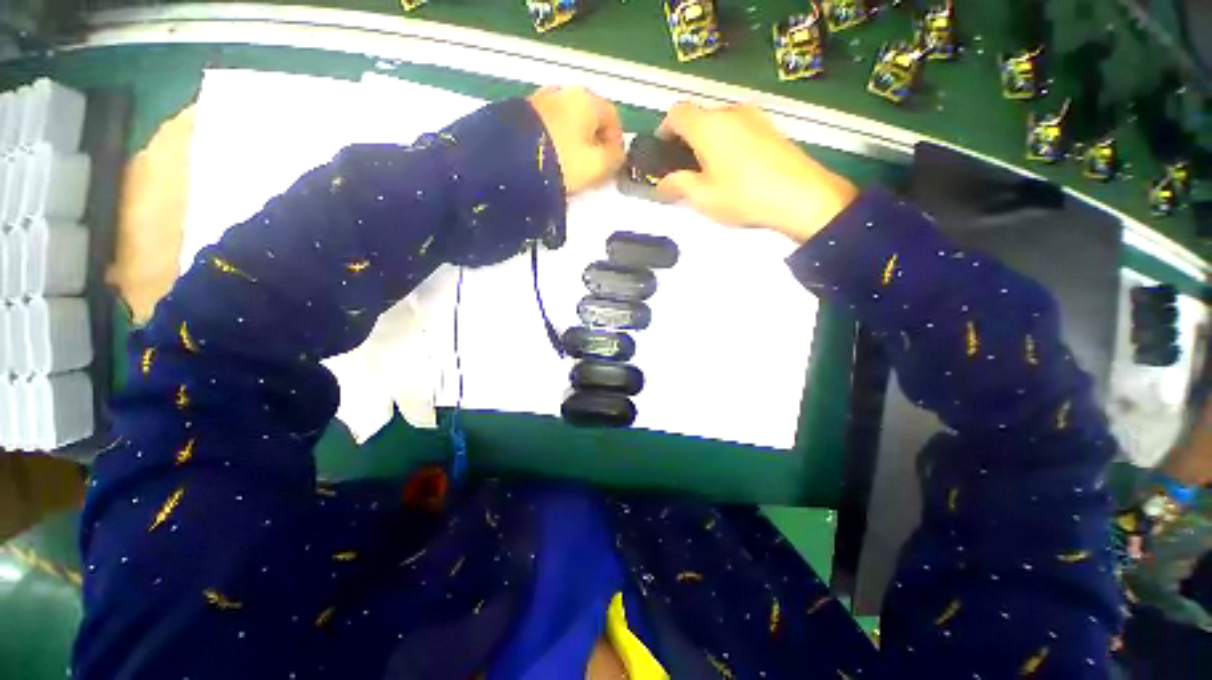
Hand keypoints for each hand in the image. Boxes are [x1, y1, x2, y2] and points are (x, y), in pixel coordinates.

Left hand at [528, 86, 624, 194]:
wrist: (510, 162)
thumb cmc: (563, 162)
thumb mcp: (597, 166)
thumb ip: (615, 158)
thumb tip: (617, 153)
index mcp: (587, 100)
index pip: (612, 116)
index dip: (617, 141)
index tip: (613, 163)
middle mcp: (564, 91)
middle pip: (589, 116)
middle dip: (595, 140)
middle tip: (594, 166)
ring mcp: (540, 99)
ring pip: (568, 120)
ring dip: (575, 140)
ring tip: (572, 165)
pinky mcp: (521, 112)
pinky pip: (549, 125)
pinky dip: (556, 139)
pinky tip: (553, 158)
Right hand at [655, 102, 857, 242]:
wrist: (802, 196)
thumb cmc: (744, 196)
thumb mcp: (702, 196)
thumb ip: (676, 186)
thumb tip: (661, 185)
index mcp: (708, 125)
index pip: (676, 114)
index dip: (663, 131)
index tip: (660, 152)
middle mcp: (730, 112)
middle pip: (698, 117)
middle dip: (685, 140)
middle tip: (681, 169)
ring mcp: (754, 118)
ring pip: (719, 123)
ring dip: (706, 142)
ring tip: (707, 174)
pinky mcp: (771, 129)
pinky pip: (739, 129)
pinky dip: (726, 144)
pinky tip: (731, 172)